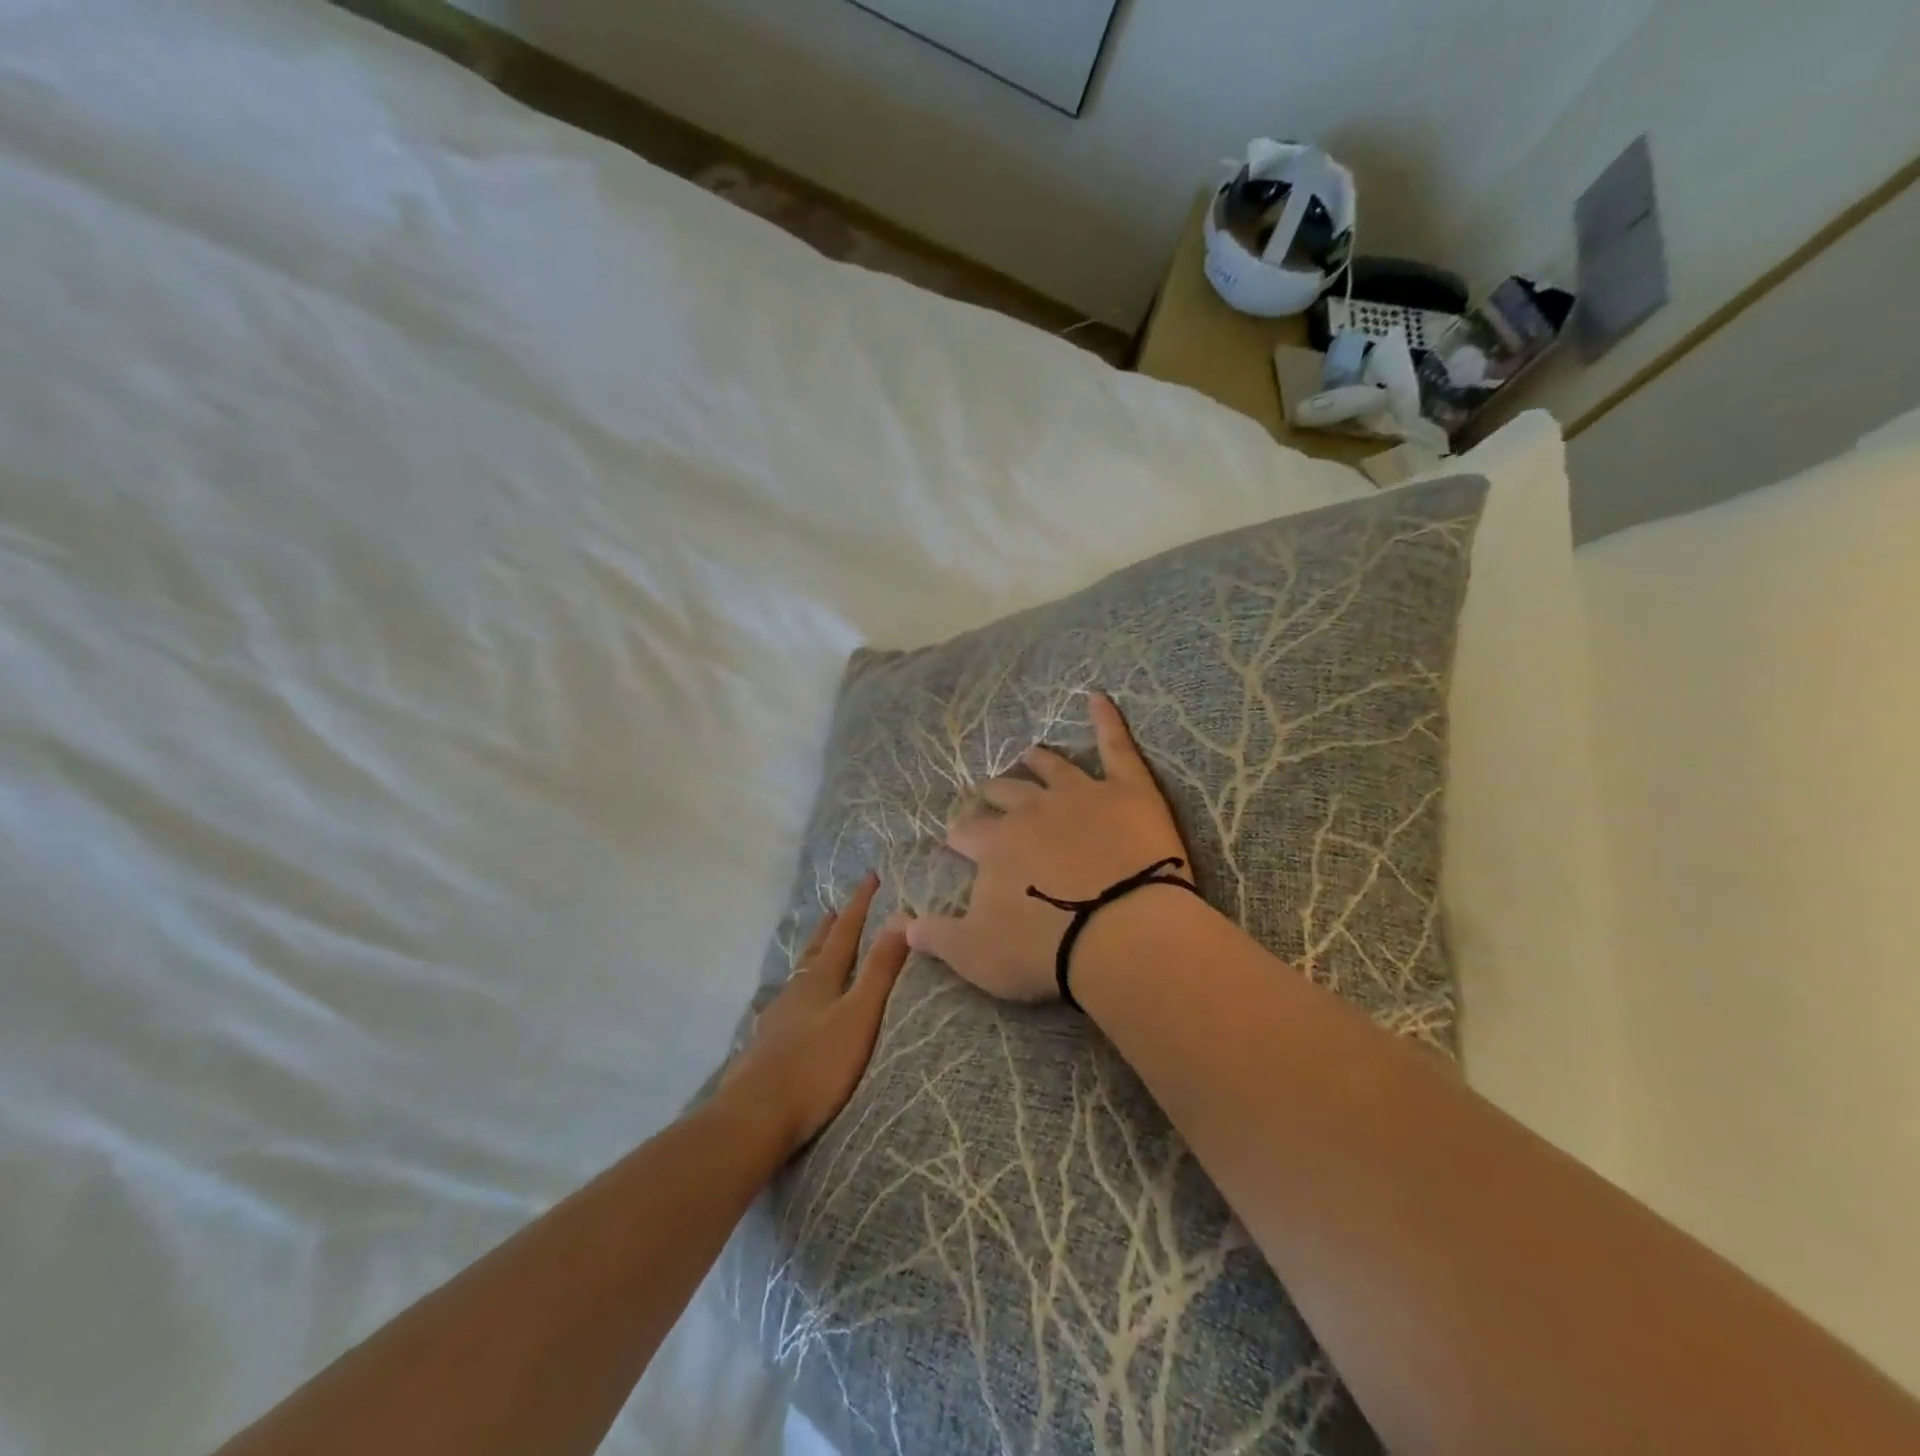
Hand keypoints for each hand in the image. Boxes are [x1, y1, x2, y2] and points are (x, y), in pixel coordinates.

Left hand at [722, 874, 909, 1156]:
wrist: (754, 1118)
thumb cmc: (815, 1066)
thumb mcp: (859, 1016)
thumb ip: (880, 971)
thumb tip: (900, 917)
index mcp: (820, 980)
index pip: (843, 933)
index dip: (858, 906)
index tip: (871, 877)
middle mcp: (795, 991)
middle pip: (815, 951)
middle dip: (828, 928)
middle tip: (834, 909)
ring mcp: (776, 1019)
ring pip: (798, 978)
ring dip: (812, 960)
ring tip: (816, 954)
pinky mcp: (765, 1047)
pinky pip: (787, 1006)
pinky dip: (797, 994)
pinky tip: (792, 1010)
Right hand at [907, 693, 1188, 1002]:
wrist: (1122, 935)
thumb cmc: (1045, 949)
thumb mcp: (976, 955)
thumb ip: (936, 936)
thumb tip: (901, 924)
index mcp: (996, 844)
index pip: (969, 833)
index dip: (962, 838)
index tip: (959, 842)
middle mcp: (1032, 809)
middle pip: (1006, 794)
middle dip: (994, 796)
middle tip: (990, 797)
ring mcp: (1080, 794)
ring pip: (1052, 768)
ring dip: (1037, 761)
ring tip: (1029, 754)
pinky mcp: (1127, 790)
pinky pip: (1115, 745)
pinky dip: (1107, 718)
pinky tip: (1098, 696)